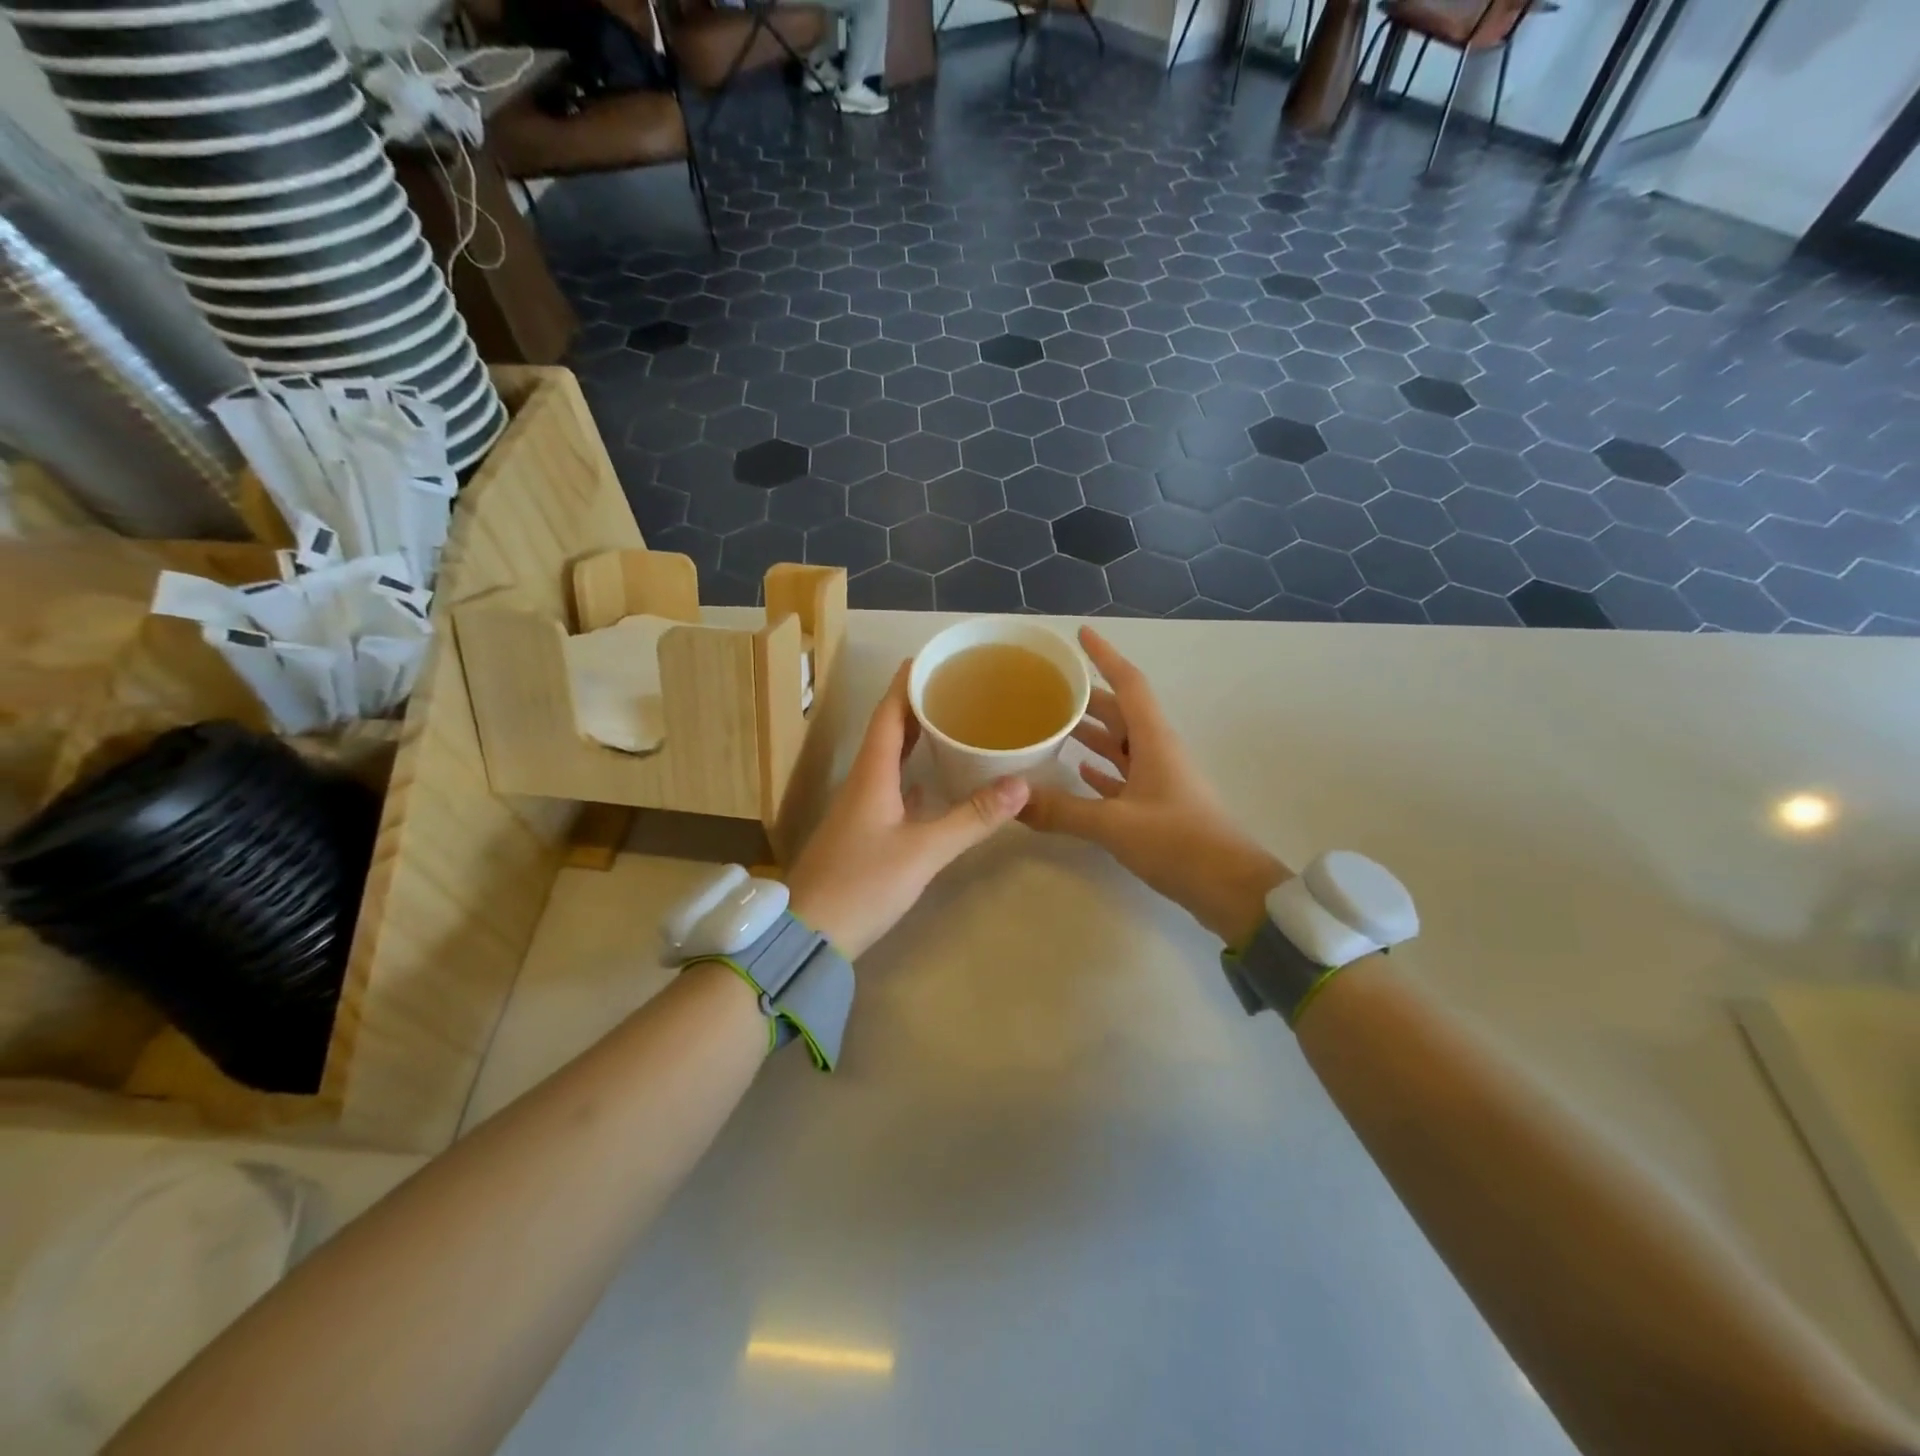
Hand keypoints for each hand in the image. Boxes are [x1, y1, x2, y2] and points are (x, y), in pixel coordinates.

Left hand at [785, 662, 1029, 958]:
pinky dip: (911, 774)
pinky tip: (930, 782)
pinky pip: (889, 788)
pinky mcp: (860, 832)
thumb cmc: (862, 884)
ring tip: (949, 725)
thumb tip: (1022, 784)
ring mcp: (858, 808)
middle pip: (888, 731)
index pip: (888, 713)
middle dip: (916, 705)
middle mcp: (861, 782)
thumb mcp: (923, 851)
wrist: (808, 933)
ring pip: (888, 760)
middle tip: (953, 688)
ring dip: (914, 739)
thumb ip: (971, 818)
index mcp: (871, 773)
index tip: (931, 659)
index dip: (907, 683)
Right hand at [1020, 627, 1290, 944]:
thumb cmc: (1178, 843)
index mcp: (1154, 740)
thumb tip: (1012, 801)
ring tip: (1053, 725)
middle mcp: (1158, 751)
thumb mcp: (1114, 824)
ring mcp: (1160, 780)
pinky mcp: (1158, 807)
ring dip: (1092, 733)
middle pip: (1121, 712)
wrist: (1230, 889)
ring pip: (1121, 745)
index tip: (1081, 635)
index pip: (1129, 683)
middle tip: (1047, 689)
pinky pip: (1124, 777)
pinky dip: (1101, 770)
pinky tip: (1078, 772)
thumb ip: (1061, 810)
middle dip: (1087, 697)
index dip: (1105, 656)